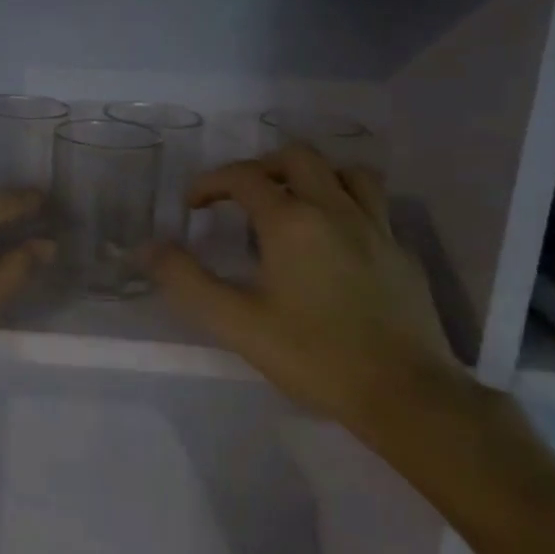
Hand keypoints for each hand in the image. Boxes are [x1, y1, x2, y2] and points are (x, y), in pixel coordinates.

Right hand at [148, 146, 473, 445]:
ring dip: (314, 176)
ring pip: (348, 172)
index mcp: (292, 221)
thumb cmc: (314, 355)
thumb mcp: (236, 323)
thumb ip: (186, 280)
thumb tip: (147, 248)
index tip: (193, 205)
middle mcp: (335, 211)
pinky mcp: (403, 254)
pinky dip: (347, 207)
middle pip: (298, 157)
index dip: (210, 183)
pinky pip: (374, 207)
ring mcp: (377, 229)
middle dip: (261, 167)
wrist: (406, 396)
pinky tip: (336, 242)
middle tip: (241, 195)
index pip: (244, 177)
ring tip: (294, 202)